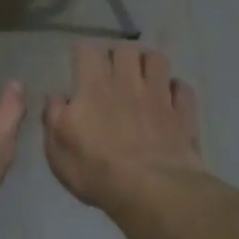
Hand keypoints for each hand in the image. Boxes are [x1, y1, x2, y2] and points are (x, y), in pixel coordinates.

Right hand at [45, 42, 204, 210]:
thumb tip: (58, 98)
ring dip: (148, 64)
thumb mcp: (57, 150)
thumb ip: (54, 118)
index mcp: (94, 87)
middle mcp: (128, 82)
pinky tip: (169, 100)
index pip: (87, 50)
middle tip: (112, 73)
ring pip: (157, 59)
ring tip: (142, 79)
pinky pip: (182, 88)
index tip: (80, 67)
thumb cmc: (97, 171)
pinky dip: (175, 90)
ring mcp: (159, 96)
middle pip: (125, 48)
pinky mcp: (183, 113)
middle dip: (118, 55)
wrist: (152, 191)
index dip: (83, 54)